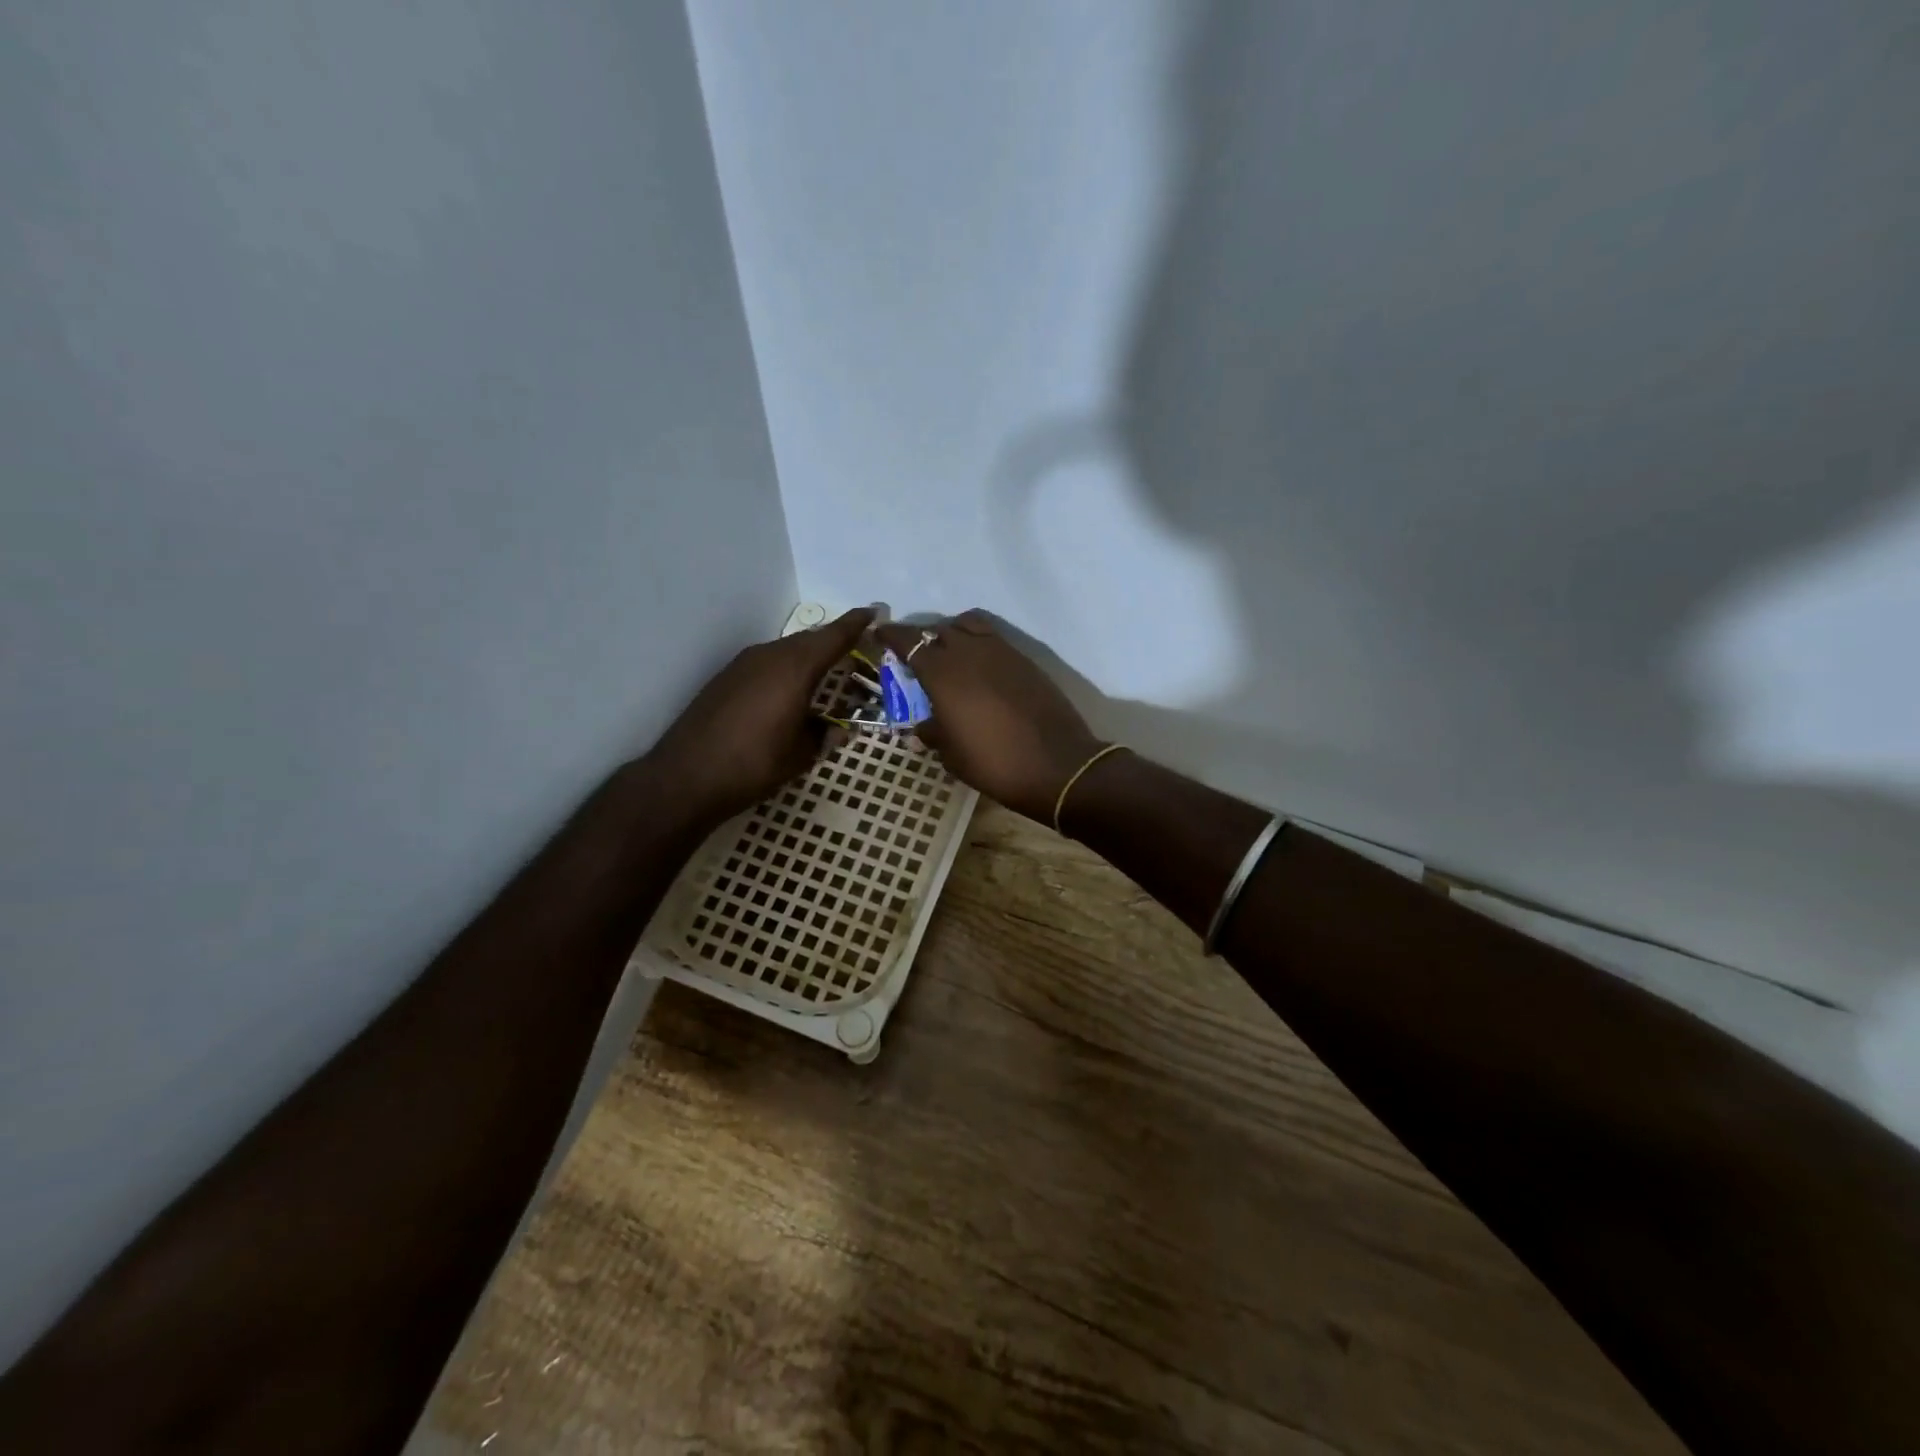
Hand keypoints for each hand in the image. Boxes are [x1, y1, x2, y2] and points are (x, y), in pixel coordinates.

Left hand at [645, 608, 874, 825]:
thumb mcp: (801, 755)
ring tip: (829, 671)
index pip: (833, 637)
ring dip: (810, 656)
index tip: (876, 611)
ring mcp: (743, 665)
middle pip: (810, 640)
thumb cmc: (753, 765)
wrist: (686, 777)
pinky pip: (768, 662)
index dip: (857, 624)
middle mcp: (769, 656)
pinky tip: (791, 689)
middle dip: (835, 641)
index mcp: (794, 668)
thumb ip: (824, 736)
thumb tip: (839, 730)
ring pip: (787, 650)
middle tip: (859, 649)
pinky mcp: (726, 678)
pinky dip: (787, 668)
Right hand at [875, 611, 1104, 823]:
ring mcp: (1001, 652)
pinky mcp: (1025, 660)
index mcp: (942, 673)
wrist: (1057, 765)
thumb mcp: (951, 754)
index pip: (910, 641)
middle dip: (924, 638)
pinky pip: (993, 638)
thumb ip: (933, 732)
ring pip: (969, 626)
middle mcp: (969, 652)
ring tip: (950, 655)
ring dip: (954, 634)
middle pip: (940, 630)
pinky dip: (979, 643)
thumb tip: (924, 725)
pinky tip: (979, 667)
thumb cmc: (994, 763)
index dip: (892, 635)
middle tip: (917, 656)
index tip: (880, 634)